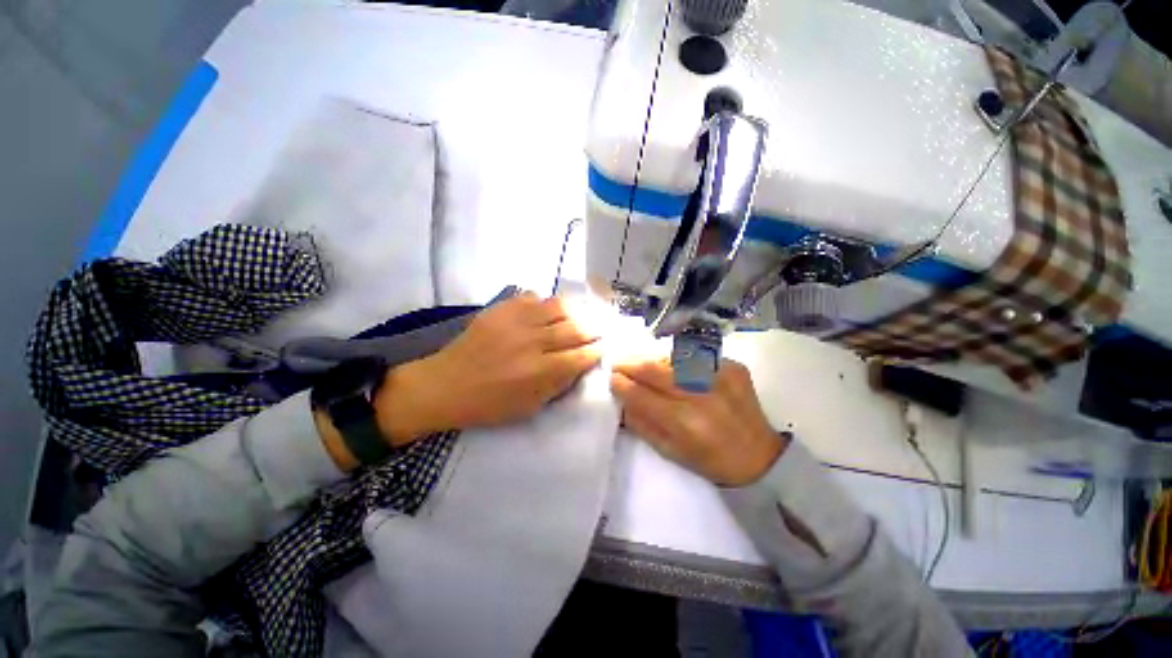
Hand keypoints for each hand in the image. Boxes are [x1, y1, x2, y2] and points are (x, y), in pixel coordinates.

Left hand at [376, 293, 601, 440]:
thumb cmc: (489, 404)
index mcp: (541, 371)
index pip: (582, 355)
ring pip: (558, 307)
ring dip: (574, 311)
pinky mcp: (501, 309)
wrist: (445, 385)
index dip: (597, 350)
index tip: (604, 347)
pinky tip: (546, 311)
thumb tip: (580, 364)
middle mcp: (533, 342)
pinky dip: (545, 303)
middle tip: (599, 329)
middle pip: (575, 328)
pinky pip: (533, 297)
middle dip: (593, 328)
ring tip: (579, 315)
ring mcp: (516, 321)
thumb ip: (559, 384)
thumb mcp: (530, 406)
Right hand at [610, 358, 786, 486]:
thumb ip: (640, 422)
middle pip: (654, 368)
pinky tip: (672, 367)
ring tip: (642, 364)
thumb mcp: (669, 452)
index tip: (611, 377)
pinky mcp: (733, 366)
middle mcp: (702, 394)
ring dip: (651, 359)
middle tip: (618, 362)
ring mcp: (720, 376)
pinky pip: (694, 355)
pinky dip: (676, 360)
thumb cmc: (710, 460)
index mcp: (684, 423)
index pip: (640, 394)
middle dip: (630, 363)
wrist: (760, 456)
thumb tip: (621, 397)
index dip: (621, 383)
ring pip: (672, 357)